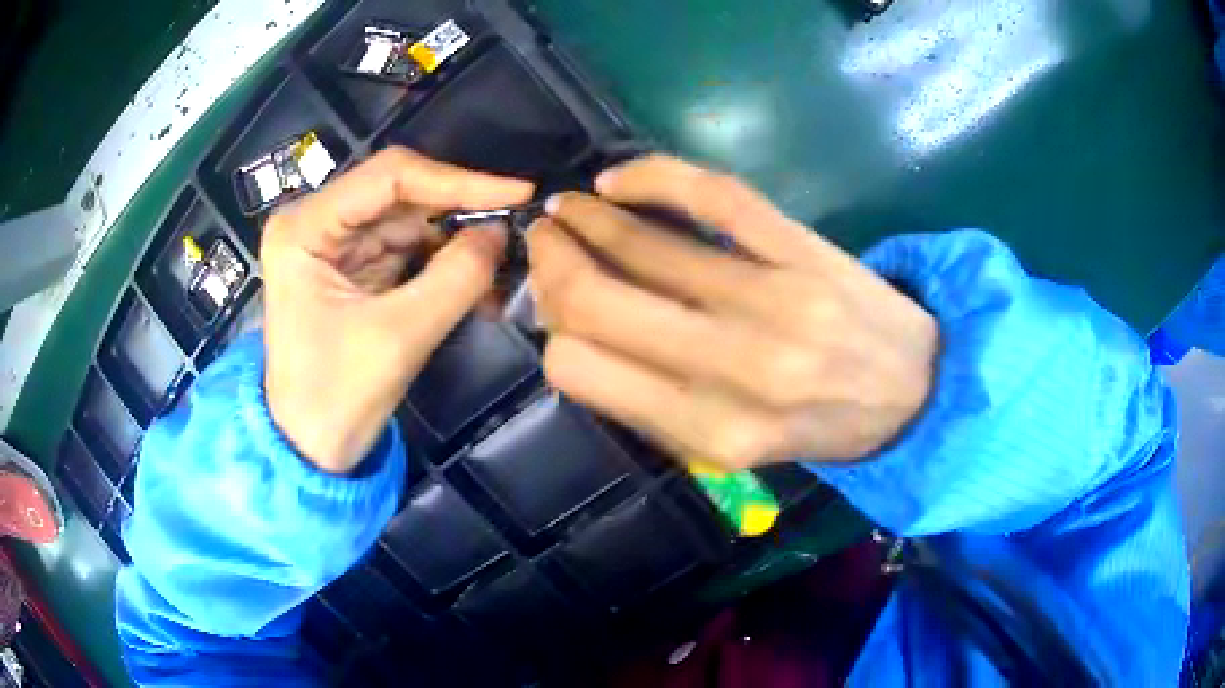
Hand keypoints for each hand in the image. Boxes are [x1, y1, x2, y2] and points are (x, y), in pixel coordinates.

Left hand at [262, 148, 532, 472]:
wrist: (310, 447)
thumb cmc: (336, 398)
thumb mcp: (398, 337)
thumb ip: (456, 278)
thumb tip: (503, 232)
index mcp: (304, 227)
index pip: (389, 177)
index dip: (459, 181)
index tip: (518, 193)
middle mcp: (316, 221)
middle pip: (401, 194)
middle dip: (460, 213)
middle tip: (517, 229)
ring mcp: (335, 242)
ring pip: (411, 220)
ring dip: (458, 241)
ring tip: (503, 265)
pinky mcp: (354, 265)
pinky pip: (409, 248)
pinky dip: (445, 262)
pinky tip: (478, 280)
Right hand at [526, 155, 936, 469]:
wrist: (913, 389)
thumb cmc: (820, 425)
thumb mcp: (733, 448)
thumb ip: (653, 404)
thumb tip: (575, 335)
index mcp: (711, 430)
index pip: (579, 368)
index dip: (551, 331)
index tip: (552, 305)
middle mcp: (736, 367)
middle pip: (596, 300)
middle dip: (551, 263)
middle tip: (545, 241)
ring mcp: (774, 299)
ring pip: (645, 243)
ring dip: (587, 217)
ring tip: (569, 208)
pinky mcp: (802, 248)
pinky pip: (712, 194)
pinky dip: (652, 175)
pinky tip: (620, 179)